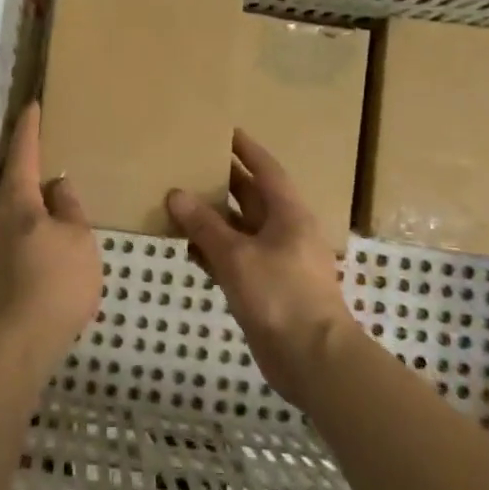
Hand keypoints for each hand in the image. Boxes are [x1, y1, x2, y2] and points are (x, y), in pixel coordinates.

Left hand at [0, 103, 101, 366]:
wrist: (19, 341)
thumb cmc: (56, 281)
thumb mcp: (78, 239)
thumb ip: (70, 209)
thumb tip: (58, 186)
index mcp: (18, 202)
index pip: (23, 154)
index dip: (29, 129)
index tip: (32, 106)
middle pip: (11, 182)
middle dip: (25, 163)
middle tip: (44, 147)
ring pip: (12, 210)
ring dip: (29, 197)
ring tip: (51, 192)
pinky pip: (16, 234)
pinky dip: (31, 224)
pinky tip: (47, 235)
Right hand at [165, 131, 359, 408]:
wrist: (313, 359)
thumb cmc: (281, 295)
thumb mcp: (237, 256)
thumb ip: (205, 225)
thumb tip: (176, 194)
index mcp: (288, 214)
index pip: (266, 170)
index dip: (246, 149)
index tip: (224, 130)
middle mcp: (284, 231)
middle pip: (251, 198)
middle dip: (222, 183)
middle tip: (189, 164)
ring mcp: (275, 261)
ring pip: (239, 230)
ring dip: (212, 219)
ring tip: (178, 202)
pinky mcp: (264, 287)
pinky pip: (234, 258)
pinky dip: (213, 251)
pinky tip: (188, 248)